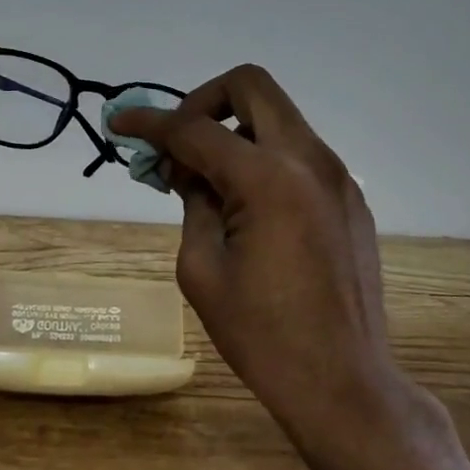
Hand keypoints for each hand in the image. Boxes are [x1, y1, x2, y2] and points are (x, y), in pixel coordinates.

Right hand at [109, 65, 395, 431]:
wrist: (344, 384)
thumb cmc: (262, 336)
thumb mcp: (202, 268)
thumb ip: (192, 202)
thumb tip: (185, 167)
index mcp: (268, 179)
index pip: (195, 129)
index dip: (150, 122)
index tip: (119, 121)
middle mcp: (309, 159)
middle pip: (251, 85)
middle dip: (203, 101)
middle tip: (178, 142)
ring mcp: (337, 175)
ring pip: (277, 117)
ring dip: (234, 131)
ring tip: (207, 181)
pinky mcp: (350, 197)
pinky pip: (297, 152)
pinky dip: (263, 157)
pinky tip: (246, 205)